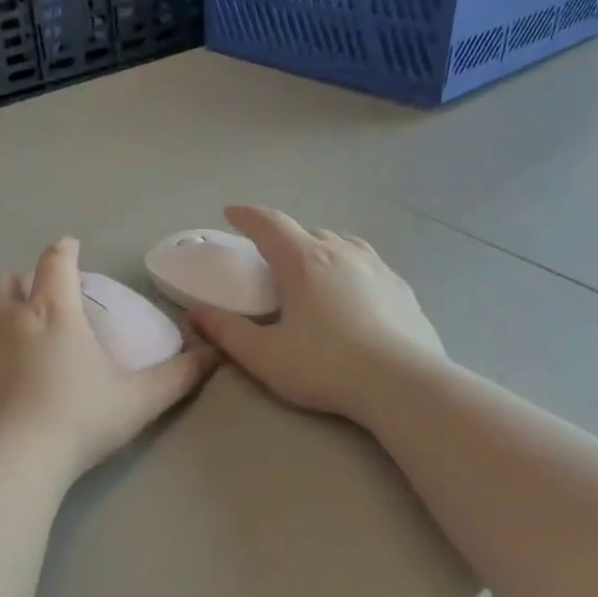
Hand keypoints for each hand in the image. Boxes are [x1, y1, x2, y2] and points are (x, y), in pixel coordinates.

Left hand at [0, 237, 216, 480]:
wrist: (10, 462)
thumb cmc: (80, 420)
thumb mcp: (139, 400)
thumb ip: (179, 375)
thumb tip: (214, 353)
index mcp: (54, 311)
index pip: (55, 262)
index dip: (64, 250)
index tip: (71, 248)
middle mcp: (9, 316)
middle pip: (5, 277)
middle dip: (22, 279)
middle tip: (40, 298)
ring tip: (13, 325)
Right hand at [187, 205, 445, 420]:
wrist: (401, 383)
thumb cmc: (325, 366)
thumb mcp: (264, 355)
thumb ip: (226, 332)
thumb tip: (195, 313)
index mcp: (303, 262)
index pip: (269, 224)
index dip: (247, 216)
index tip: (231, 212)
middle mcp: (341, 252)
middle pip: (307, 232)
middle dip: (284, 238)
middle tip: (272, 259)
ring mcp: (377, 267)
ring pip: (342, 244)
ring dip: (321, 249)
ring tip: (313, 270)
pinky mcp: (401, 288)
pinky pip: (368, 265)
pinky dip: (350, 269)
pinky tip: (352, 295)